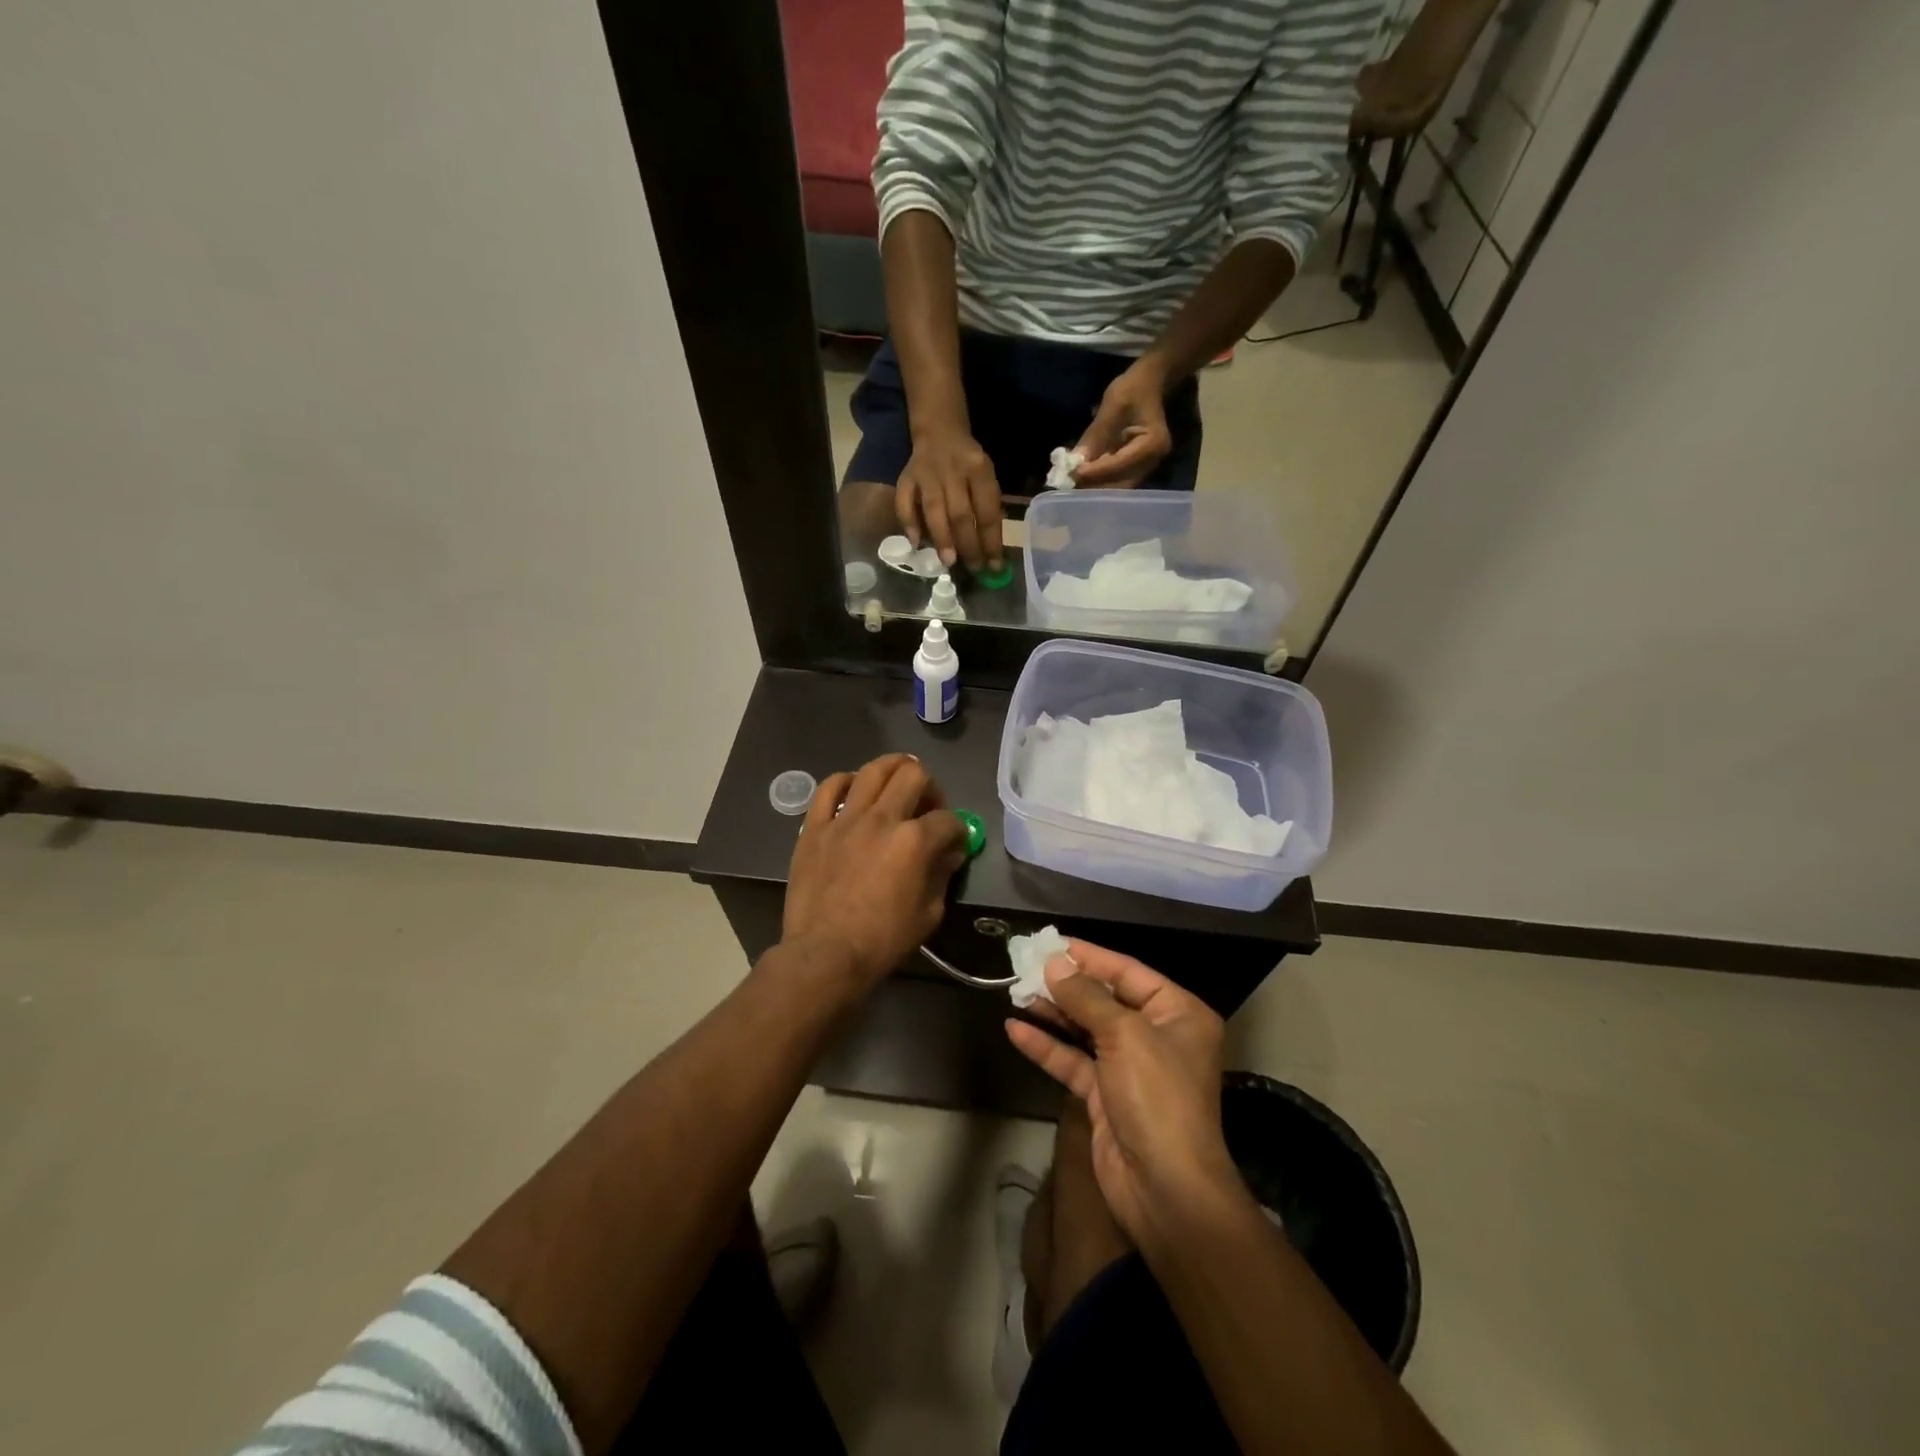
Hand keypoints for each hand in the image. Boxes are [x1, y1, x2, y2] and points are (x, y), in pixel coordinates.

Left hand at [782, 754, 968, 986]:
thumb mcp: (929, 913)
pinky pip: (828, 788)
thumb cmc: (883, 940)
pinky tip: (853, 790)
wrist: (825, 954)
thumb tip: (948, 853)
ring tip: (897, 780)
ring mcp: (845, 819)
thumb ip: (941, 875)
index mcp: (914, 841)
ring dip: (892, 768)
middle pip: (913, 775)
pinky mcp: (815, 827)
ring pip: (872, 770)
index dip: (958, 829)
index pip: (947, 819)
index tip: (954, 842)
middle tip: (927, 805)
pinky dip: (844, 782)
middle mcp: (882, 819)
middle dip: (929, 786)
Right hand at [897, 425, 1004, 571]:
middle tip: (973, 568)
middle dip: (968, 545)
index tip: (994, 566)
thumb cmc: (968, 462)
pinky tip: (916, 543)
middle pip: (961, 514)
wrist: (940, 431)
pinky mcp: (906, 477)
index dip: (991, 541)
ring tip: (949, 562)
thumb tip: (989, 548)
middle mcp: (952, 470)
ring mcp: (927, 474)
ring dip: (942, 538)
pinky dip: (909, 523)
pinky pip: (904, 502)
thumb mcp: (986, 476)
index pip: (987, 511)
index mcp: (979, 469)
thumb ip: (987, 506)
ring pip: (933, 510)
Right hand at [1006, 941, 1240, 1243]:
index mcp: (1177, 1013)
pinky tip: (1015, 1029)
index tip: (1051, 943)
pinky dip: (1047, 1046)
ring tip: (1014, 992)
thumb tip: (1054, 962)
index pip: (1128, 971)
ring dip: (1052, 1012)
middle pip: (1104, 999)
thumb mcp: (1124, 1035)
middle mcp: (1156, 1035)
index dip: (1089, 956)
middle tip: (1025, 965)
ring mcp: (1130, 1067)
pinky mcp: (1105, 1096)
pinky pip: (1073, 1061)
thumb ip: (1086, 996)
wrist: (1166, 1190)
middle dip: (1065, 984)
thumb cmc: (1157, 1097)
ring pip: (1085, 1029)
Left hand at [1074, 359, 1172, 488]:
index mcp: (1152, 444)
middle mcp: (1152, 462)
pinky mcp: (1137, 468)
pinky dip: (1099, 481)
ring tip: (1073, 484)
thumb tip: (1073, 462)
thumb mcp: (1112, 407)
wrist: (1150, 384)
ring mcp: (1146, 467)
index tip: (1074, 473)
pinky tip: (1082, 479)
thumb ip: (1095, 436)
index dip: (1096, 470)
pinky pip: (1117, 480)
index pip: (1120, 464)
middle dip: (1094, 485)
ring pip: (1117, 486)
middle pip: (1120, 483)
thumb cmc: (1132, 390)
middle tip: (1069, 484)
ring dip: (1095, 487)